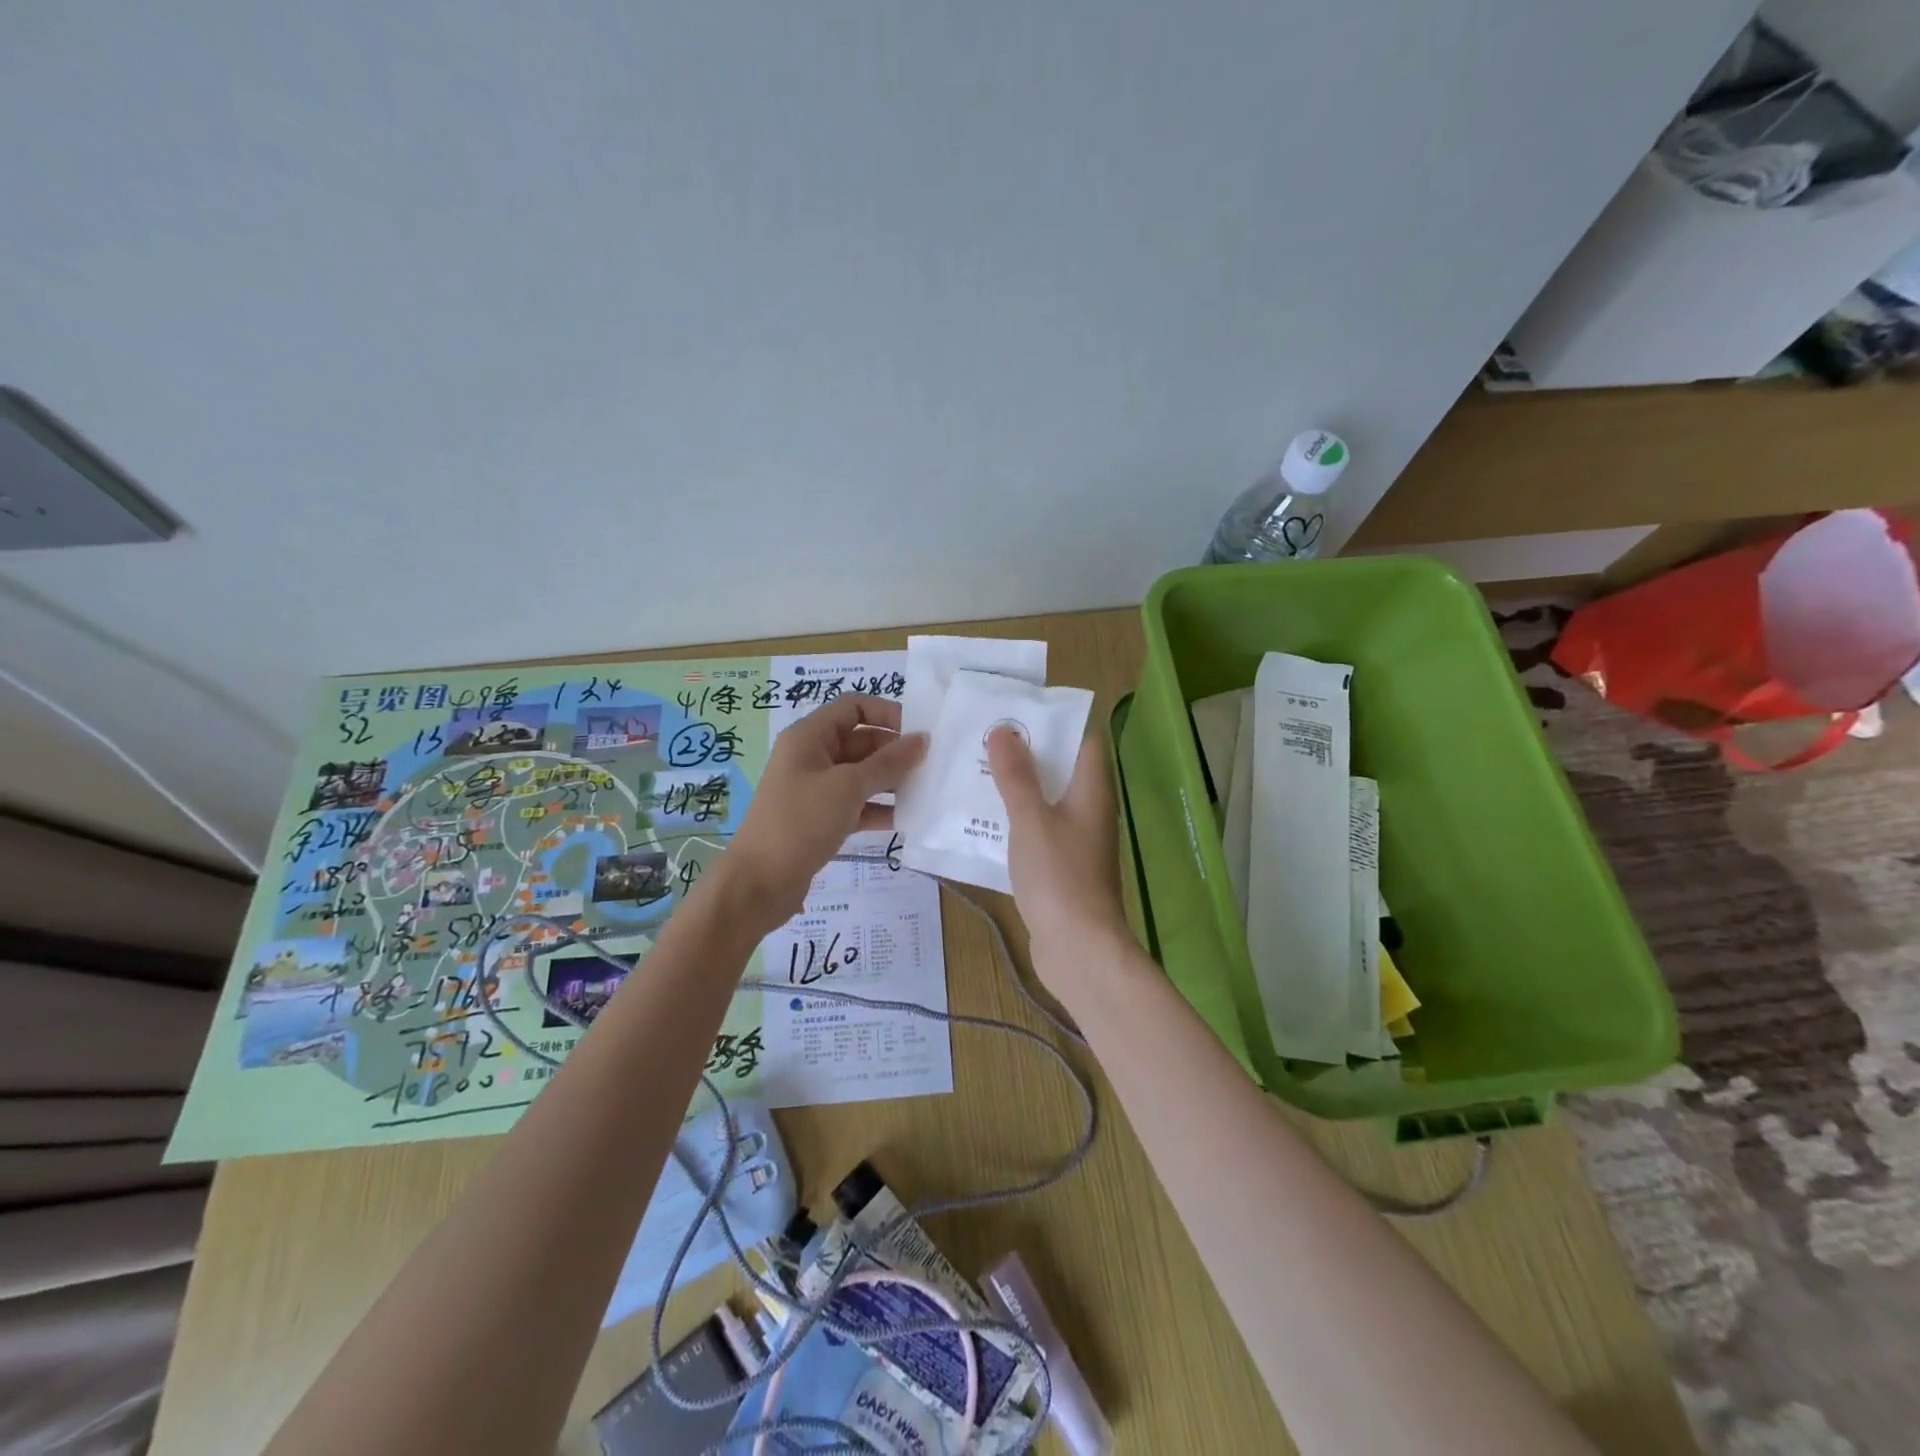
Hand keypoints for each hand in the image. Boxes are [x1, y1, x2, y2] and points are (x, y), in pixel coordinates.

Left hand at [721, 695, 925, 929]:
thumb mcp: (848, 787)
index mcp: (809, 737)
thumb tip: (922, 740)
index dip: (886, 712)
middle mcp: (812, 757)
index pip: (853, 707)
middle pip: (860, 740)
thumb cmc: (801, 822)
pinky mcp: (821, 819)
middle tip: (931, 765)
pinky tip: (907, 819)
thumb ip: (888, 762)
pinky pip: (856, 804)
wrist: (759, 882)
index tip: (919, 732)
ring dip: (891, 781)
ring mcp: (815, 789)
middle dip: (894, 751)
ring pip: (861, 775)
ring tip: (926, 791)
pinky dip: (879, 808)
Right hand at [988, 724, 1131, 993]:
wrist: (1079, 949)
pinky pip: (1036, 830)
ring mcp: (1075, 840)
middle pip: (1060, 768)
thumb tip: (1004, 729)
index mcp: (1091, 790)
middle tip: (983, 737)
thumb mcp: (1031, 818)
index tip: (1015, 710)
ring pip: (1045, 800)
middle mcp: (1088, 809)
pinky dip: (1014, 820)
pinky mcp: (1060, 866)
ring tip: (974, 770)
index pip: (1082, 739)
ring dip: (1016, 786)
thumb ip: (1016, 775)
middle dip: (1025, 752)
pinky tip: (980, 819)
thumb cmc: (1059, 875)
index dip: (1053, 720)